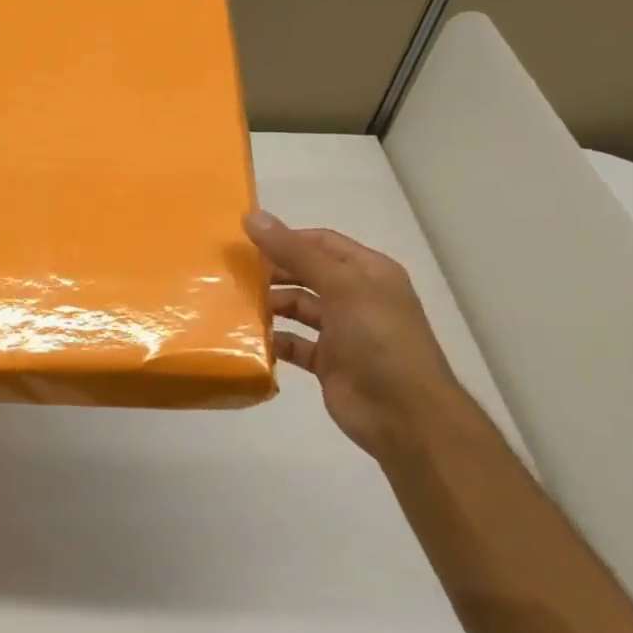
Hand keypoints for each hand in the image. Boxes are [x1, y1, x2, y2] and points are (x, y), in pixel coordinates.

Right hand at [244, 209, 471, 458]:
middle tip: (229, 272)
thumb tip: (253, 217)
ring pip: (297, 308)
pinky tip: (246, 339)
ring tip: (230, 303)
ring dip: (268, 305)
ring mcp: (342, 331)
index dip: (286, 238)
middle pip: (306, 274)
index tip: (244, 240)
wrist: (404, 414)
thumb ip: (296, 253)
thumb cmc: (379, 340)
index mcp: (368, 272)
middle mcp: (355, 297)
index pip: (321, 242)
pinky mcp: (327, 362)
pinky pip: (293, 344)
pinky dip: (272, 340)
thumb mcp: (341, 286)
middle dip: (272, 271)